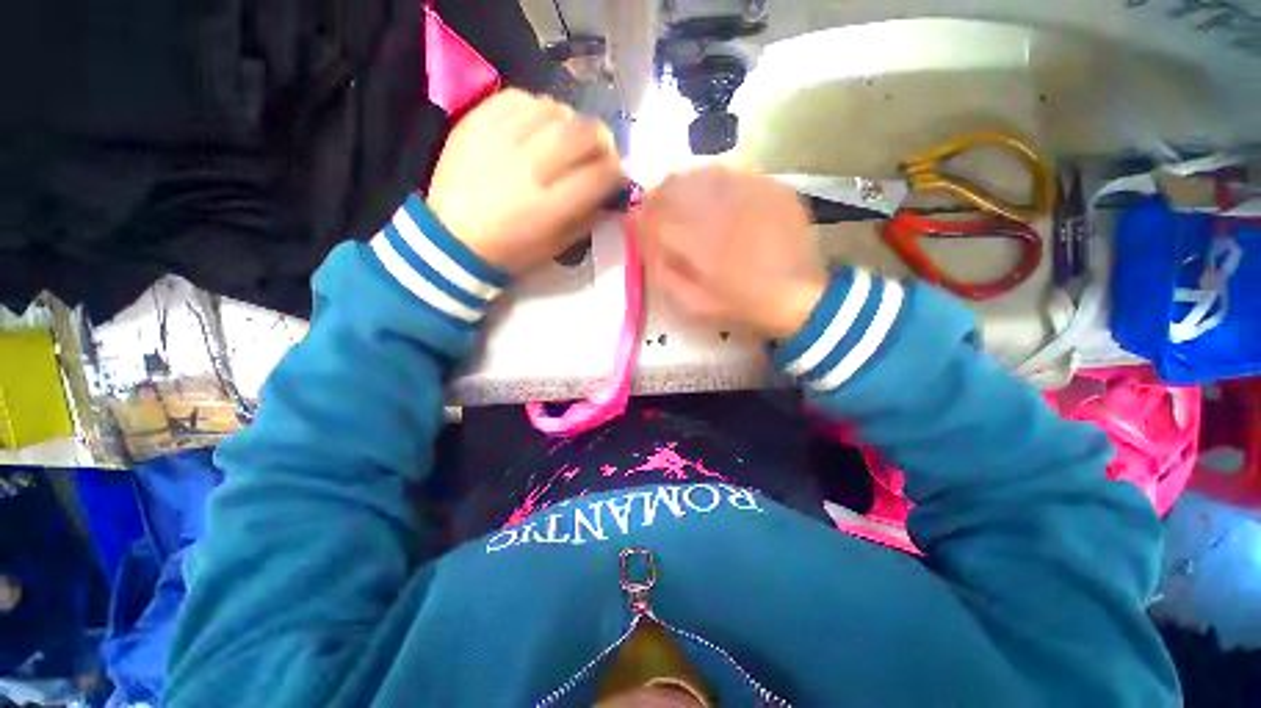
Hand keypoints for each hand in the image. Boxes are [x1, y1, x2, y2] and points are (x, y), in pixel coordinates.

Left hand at [426, 89, 623, 273]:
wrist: (452, 239)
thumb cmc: (511, 251)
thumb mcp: (557, 246)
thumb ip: (588, 218)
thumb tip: (611, 194)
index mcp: (551, 206)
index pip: (600, 175)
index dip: (617, 171)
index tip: (617, 174)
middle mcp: (530, 167)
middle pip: (583, 133)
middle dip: (602, 140)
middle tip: (600, 150)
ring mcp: (501, 140)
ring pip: (554, 111)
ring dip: (571, 123)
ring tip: (567, 138)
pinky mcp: (477, 123)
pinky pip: (518, 98)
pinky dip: (537, 108)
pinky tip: (537, 124)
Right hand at [637, 166, 828, 338]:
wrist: (800, 297)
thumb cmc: (742, 306)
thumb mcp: (694, 304)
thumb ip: (663, 272)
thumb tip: (644, 241)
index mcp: (700, 243)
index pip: (655, 216)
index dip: (642, 217)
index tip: (639, 225)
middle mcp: (722, 208)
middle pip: (675, 184)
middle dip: (659, 196)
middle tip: (659, 211)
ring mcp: (752, 191)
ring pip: (703, 172)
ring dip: (685, 186)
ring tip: (687, 205)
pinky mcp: (773, 186)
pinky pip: (734, 172)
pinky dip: (717, 183)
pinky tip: (720, 202)